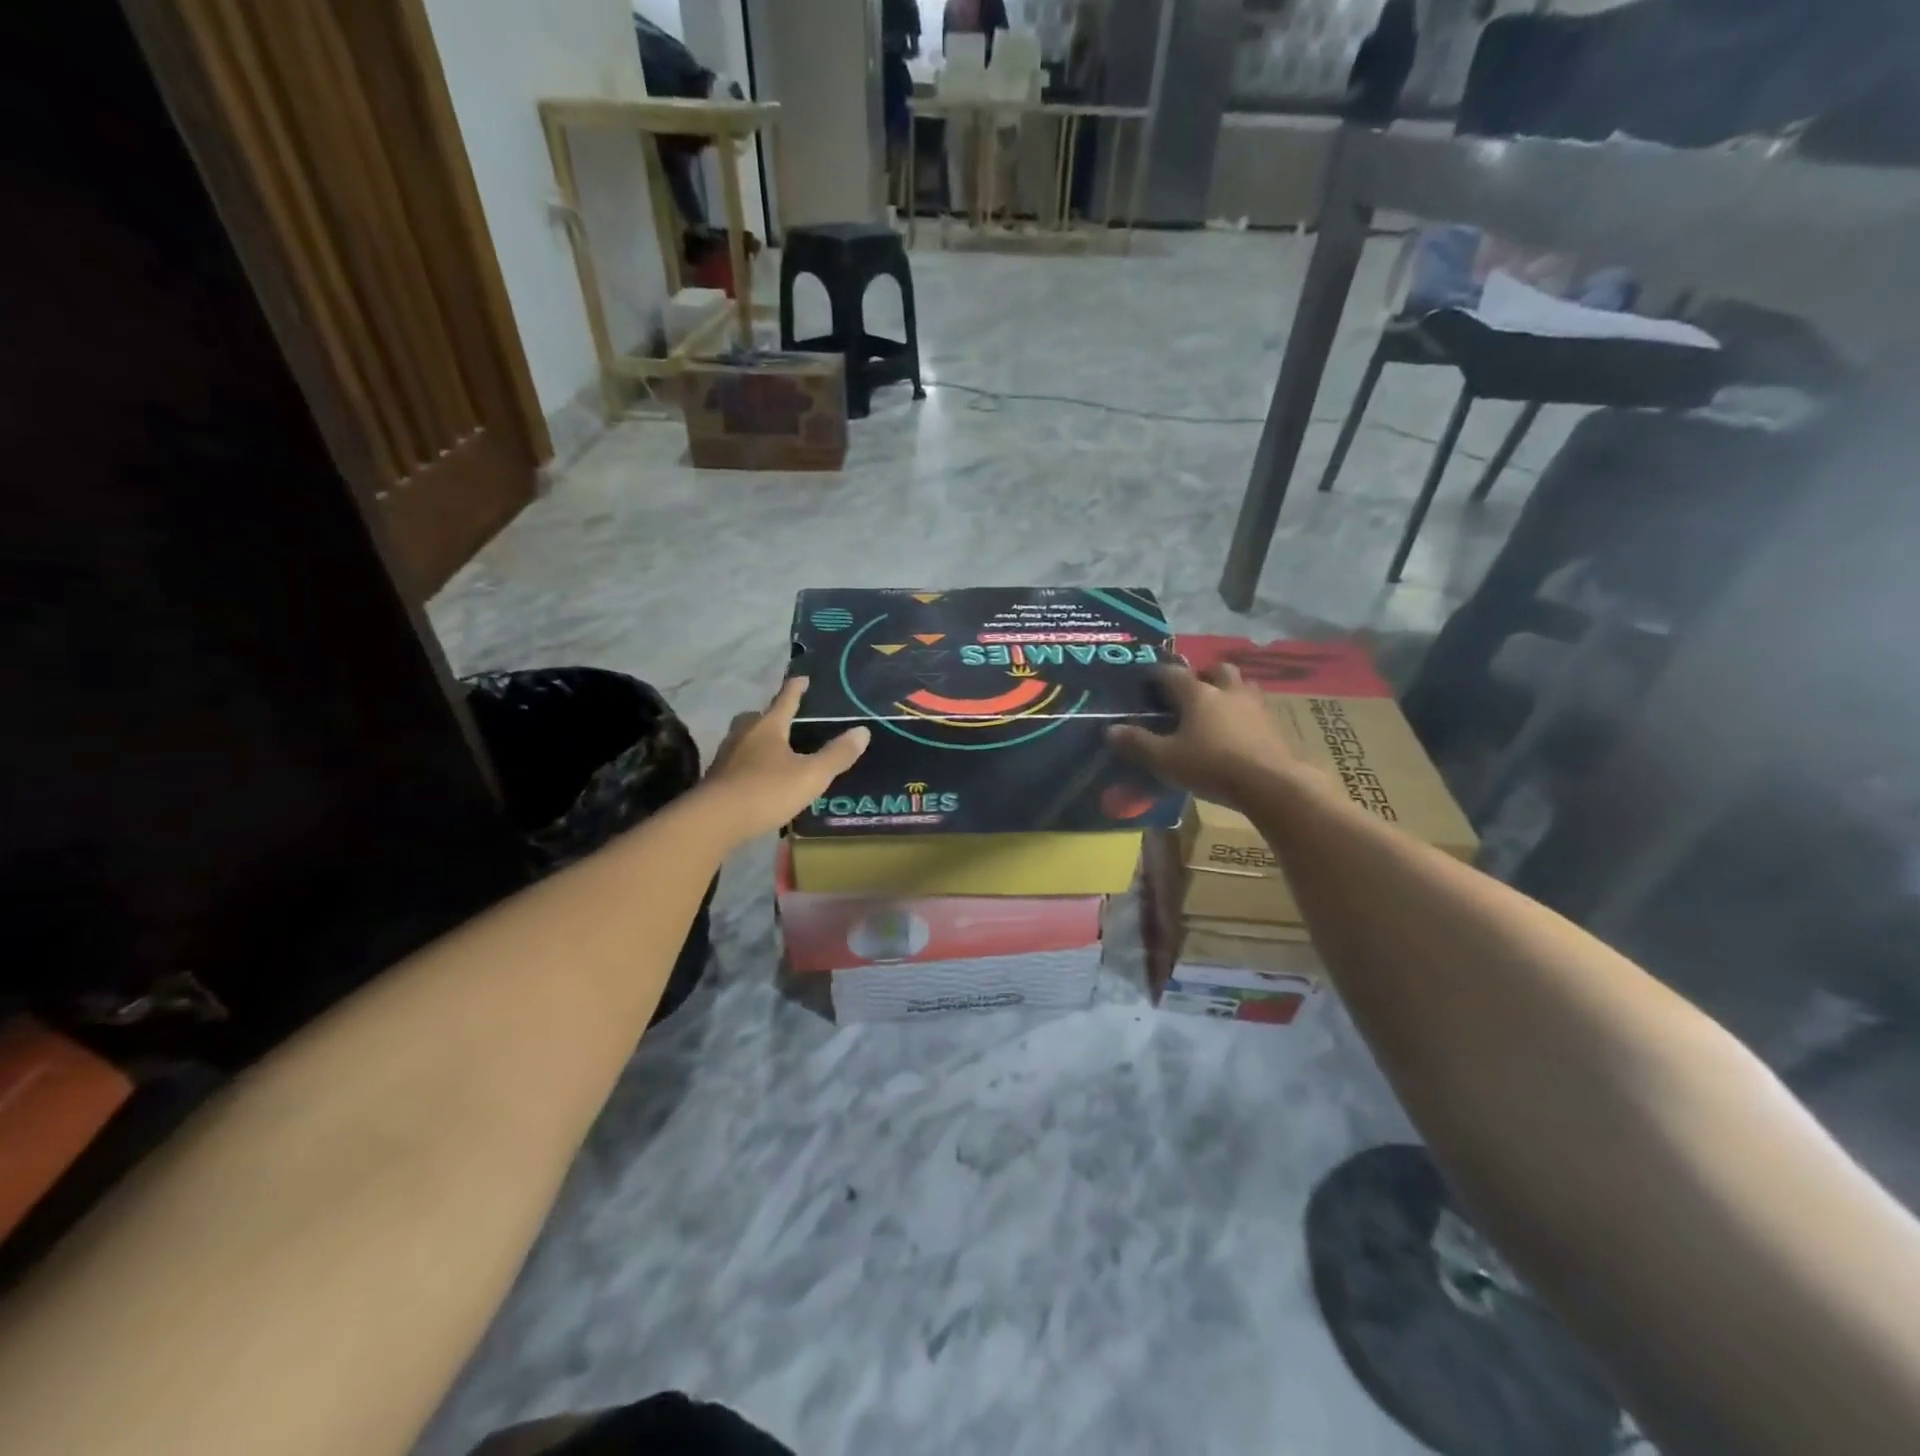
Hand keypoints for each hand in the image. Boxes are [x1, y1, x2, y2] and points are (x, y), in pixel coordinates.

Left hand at [700, 677, 869, 842]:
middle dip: (769, 715)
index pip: (785, 700)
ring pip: (743, 739)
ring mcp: (726, 756)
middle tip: (783, 719)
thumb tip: (863, 731)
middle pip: (757, 717)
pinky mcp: (716, 779)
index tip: (802, 677)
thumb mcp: (811, 775)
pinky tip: (757, 777)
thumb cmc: (767, 790)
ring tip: (772, 750)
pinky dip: (748, 764)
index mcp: (769, 727)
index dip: (796, 688)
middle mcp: (744, 735)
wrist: (715, 820)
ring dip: (756, 740)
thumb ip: (837, 754)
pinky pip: (736, 762)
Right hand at [1107, 664, 1295, 808]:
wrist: (1271, 783)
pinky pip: (1256, 710)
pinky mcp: (1274, 726)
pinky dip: (1244, 714)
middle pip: (1217, 670)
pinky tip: (1238, 732)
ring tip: (1217, 710)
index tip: (1146, 681)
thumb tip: (1110, 730)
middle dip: (1203, 676)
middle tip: (1191, 693)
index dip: (1157, 675)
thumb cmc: (1211, 765)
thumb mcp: (1165, 759)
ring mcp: (1255, 706)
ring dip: (1229, 692)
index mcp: (1198, 694)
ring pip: (1242, 686)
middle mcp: (1227, 691)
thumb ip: (1137, 743)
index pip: (1172, 673)